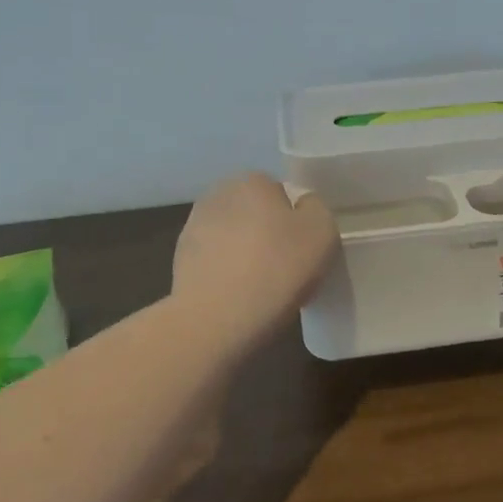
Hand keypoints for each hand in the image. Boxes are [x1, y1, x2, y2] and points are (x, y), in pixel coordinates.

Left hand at [172, 173, 338, 346]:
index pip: (280, 193)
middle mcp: (217, 195)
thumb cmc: (277, 268)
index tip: (302, 248)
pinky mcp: (180, 261)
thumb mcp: (322, 231)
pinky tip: (237, 298)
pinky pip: (215, 262)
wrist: (217, 319)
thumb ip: (316, 208)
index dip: (294, 220)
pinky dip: (226, 275)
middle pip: (254, 213)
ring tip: (260, 288)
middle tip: (285, 267)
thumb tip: (301, 208)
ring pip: (233, 238)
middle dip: (267, 234)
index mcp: (251, 181)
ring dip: (244, 254)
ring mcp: (193, 228)